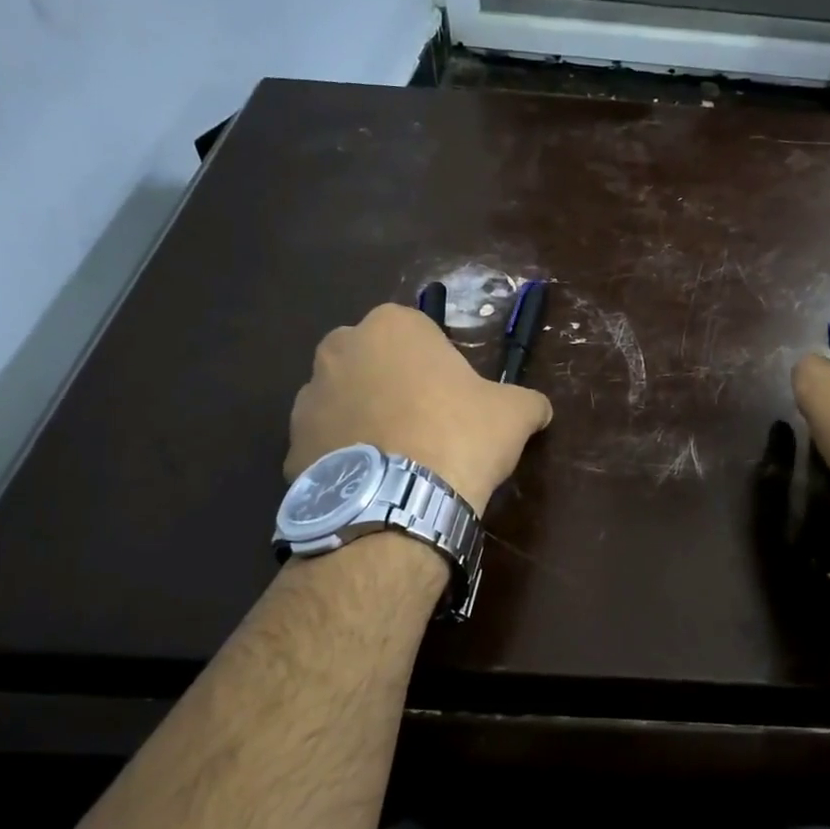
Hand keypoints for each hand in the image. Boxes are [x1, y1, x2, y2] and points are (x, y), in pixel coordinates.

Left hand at [285, 304, 552, 510]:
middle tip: (427, 427)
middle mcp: (340, 349)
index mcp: (392, 326)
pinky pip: (326, 444)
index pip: (420, 334)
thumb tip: (538, 409)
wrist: (400, 502)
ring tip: (398, 461)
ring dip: (366, 420)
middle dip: (395, 386)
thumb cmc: (459, 437)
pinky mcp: (290, 445)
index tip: (455, 400)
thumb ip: (527, 401)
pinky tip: (373, 484)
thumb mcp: (514, 414)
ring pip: (346, 401)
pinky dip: (345, 457)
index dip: (441, 367)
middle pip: (375, 362)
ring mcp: (309, 397)